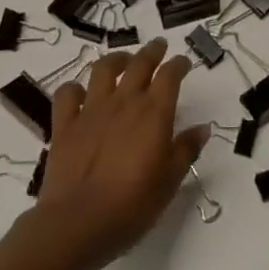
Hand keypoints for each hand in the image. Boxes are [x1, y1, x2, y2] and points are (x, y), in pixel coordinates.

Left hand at [28, 38, 209, 269]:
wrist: (78, 223)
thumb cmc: (132, 205)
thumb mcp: (169, 181)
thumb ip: (186, 150)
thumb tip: (202, 128)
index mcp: (154, 113)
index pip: (170, 75)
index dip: (178, 64)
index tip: (184, 62)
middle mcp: (124, 102)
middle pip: (140, 63)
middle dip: (152, 51)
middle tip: (159, 46)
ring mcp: (91, 110)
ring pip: (103, 69)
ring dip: (116, 59)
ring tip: (123, 60)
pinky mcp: (65, 124)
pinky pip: (68, 94)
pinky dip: (75, 88)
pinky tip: (81, 93)